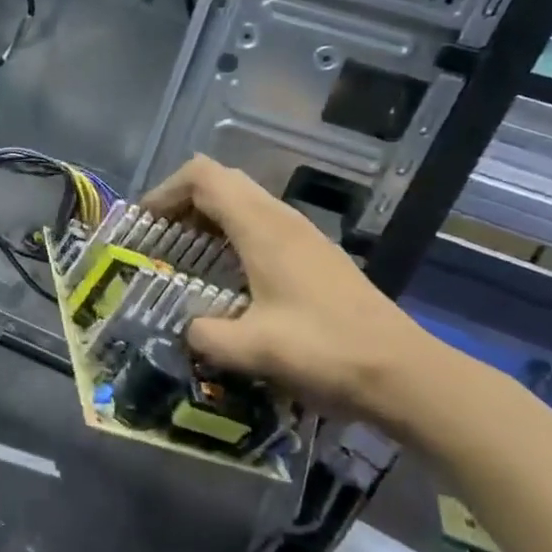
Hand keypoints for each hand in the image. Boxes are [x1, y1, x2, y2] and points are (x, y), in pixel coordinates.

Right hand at [139, 157, 434, 423]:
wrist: (406, 375)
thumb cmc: (326, 352)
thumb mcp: (251, 349)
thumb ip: (203, 335)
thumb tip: (185, 329)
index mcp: (263, 228)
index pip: (203, 176)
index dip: (166, 190)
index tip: (144, 224)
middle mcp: (282, 220)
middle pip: (221, 182)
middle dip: (181, 203)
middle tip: (158, 239)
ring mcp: (303, 236)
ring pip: (243, 202)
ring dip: (206, 218)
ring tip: (182, 256)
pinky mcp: (315, 255)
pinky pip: (261, 225)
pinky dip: (230, 235)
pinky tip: (224, 277)